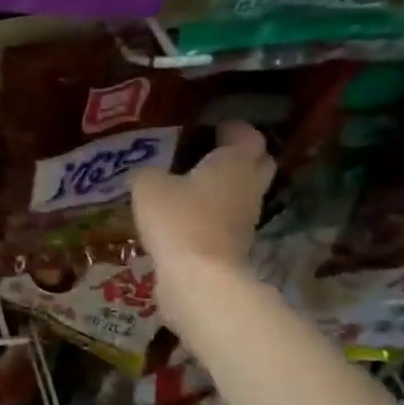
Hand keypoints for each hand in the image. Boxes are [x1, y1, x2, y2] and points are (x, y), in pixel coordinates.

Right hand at [131, 121, 274, 277]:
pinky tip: (187, 214)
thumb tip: (145, 174)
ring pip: (243, 191)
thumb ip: (147, 173)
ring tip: (192, 184)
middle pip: (258, 162)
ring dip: (226, 186)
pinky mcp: (236, 243)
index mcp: (233, 162)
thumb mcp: (148, 186)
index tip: (212, 127)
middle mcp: (248, 186)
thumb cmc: (178, 219)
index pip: (247, 135)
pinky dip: (214, 212)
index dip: (232, 128)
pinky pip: (229, 217)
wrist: (199, 277)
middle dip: (240, 155)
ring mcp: (247, 217)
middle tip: (210, 152)